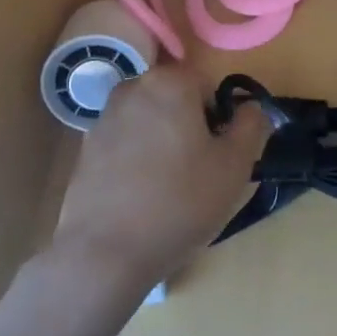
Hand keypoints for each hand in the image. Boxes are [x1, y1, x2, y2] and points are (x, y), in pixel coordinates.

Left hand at [51, 66, 269, 292]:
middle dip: (189, 127)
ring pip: (150, 121)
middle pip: (176, 100)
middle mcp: (133, 87)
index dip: (219, 120)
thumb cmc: (179, 202)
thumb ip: (251, 125)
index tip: (218, 155)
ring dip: (163, 142)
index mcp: (171, 82)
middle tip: (198, 172)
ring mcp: (104, 117)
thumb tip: (250, 107)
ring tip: (168, 188)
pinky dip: (137, 160)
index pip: (208, 86)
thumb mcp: (235, 166)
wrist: (104, 253)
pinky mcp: (85, 148)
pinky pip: (125, 143)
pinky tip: (141, 197)